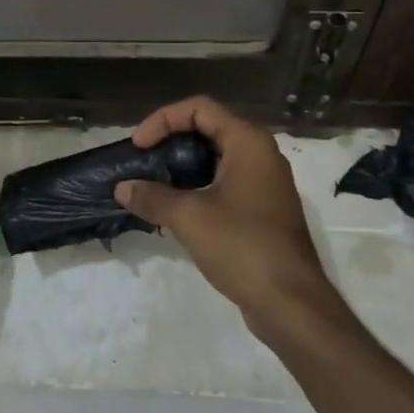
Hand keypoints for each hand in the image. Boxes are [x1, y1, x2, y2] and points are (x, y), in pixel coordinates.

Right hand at [113, 96, 340, 332]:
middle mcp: (261, 155)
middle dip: (170, 142)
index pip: (199, 108)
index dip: (163, 120)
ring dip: (182, 167)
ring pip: (216, 159)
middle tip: (143, 162)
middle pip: (208, 130)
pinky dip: (198, 188)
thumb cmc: (242, 246)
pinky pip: (225, 184)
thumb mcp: (189, 217)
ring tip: (153, 185)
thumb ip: (152, 197)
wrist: (291, 304)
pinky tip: (176, 211)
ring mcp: (265, 184)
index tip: (139, 146)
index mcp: (248, 142)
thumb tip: (122, 188)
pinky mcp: (263, 211)